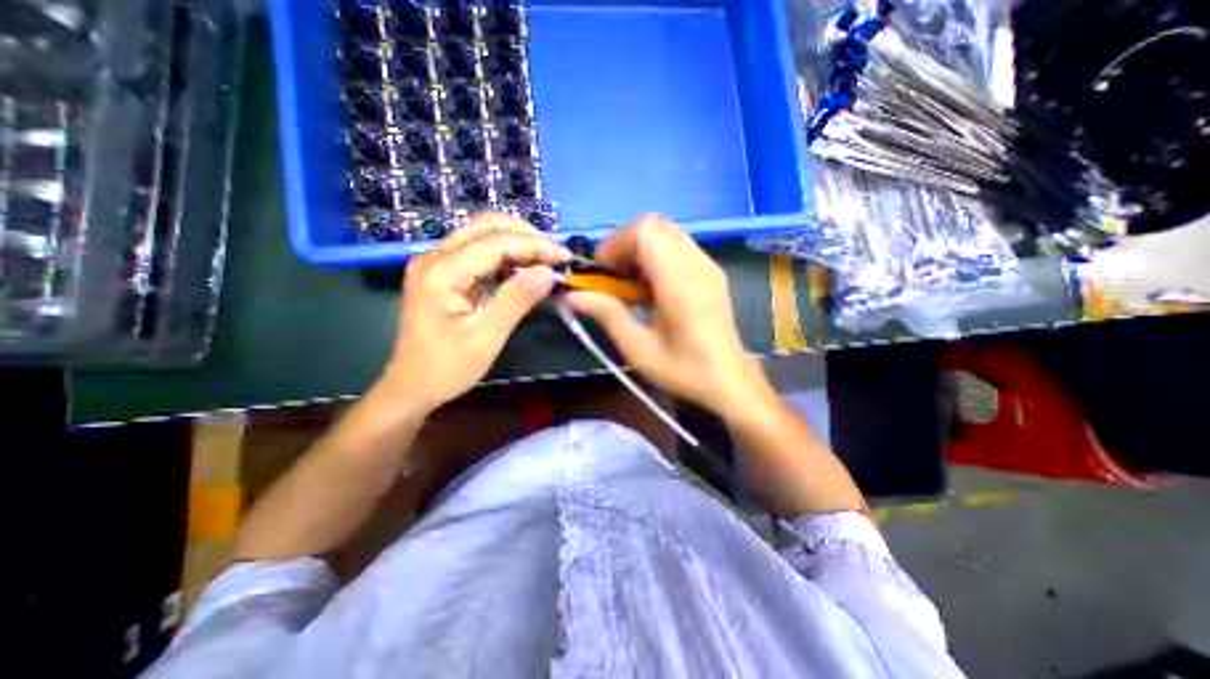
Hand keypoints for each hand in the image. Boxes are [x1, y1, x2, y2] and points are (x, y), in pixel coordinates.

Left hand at [386, 215, 575, 409]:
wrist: (411, 387)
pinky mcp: (444, 273)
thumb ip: (516, 301)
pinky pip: (479, 251)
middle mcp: (435, 257)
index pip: (496, 243)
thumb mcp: (485, 338)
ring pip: (483, 234)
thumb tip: (548, 272)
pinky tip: (525, 267)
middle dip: (527, 236)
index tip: (566, 257)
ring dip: (518, 241)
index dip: (535, 245)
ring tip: (546, 259)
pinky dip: (506, 255)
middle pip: (486, 226)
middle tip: (556, 256)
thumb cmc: (446, 369)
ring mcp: (437, 263)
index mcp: (441, 272)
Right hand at [562, 215, 769, 419]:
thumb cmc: (684, 371)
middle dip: (626, 244)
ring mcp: (708, 265)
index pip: (645, 231)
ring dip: (642, 248)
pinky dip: (658, 255)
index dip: (616, 244)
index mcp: (679, 282)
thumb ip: (607, 316)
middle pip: (655, 225)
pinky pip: (679, 246)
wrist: (730, 381)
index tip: (603, 272)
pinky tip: (654, 287)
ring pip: (667, 232)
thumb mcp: (639, 350)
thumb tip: (573, 295)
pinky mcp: (712, 271)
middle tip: (615, 276)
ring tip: (632, 282)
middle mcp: (696, 264)